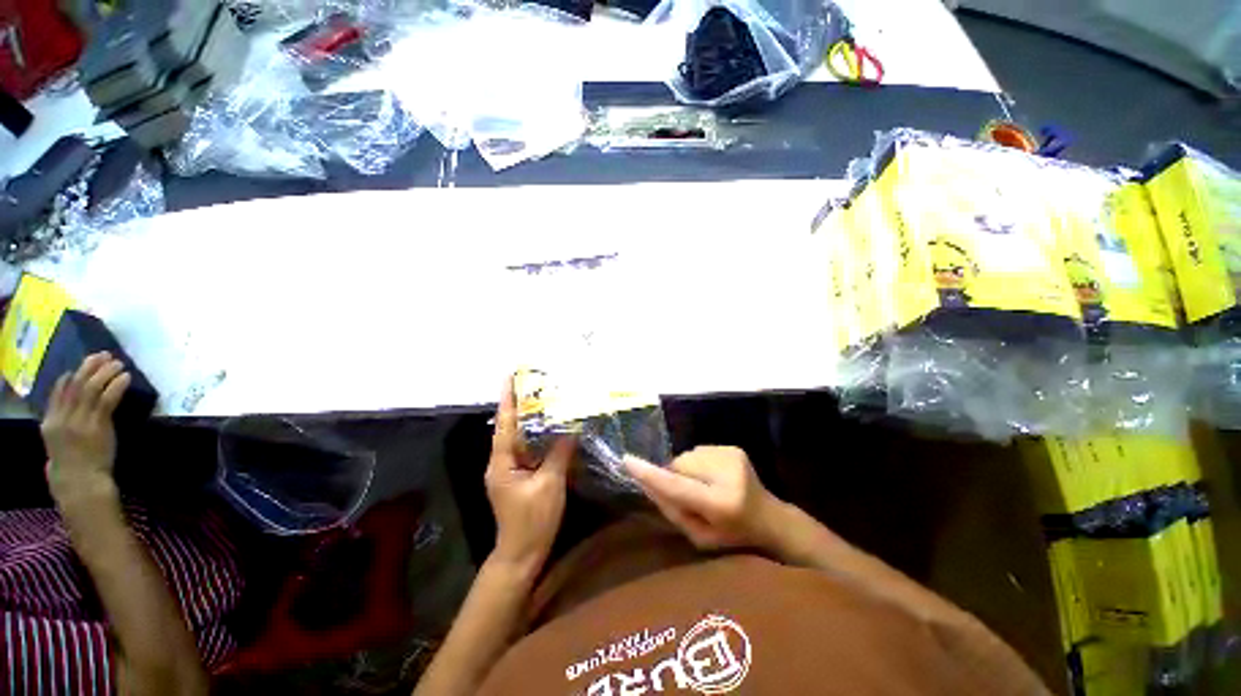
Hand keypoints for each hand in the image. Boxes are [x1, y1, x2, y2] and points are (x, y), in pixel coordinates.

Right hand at [41, 352, 130, 502]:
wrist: (80, 483)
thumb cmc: (71, 467)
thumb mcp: (58, 443)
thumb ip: (62, 425)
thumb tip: (69, 409)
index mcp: (50, 422)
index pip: (58, 391)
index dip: (71, 375)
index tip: (83, 364)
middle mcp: (62, 418)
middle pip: (76, 385)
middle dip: (90, 367)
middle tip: (104, 355)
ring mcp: (80, 421)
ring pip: (92, 388)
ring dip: (105, 372)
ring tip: (118, 363)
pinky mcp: (98, 426)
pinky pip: (108, 399)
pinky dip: (116, 385)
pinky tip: (125, 377)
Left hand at [485, 377, 574, 571]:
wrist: (522, 554)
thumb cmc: (533, 520)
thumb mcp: (549, 484)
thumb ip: (559, 453)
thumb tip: (571, 427)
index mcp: (502, 461)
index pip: (505, 423)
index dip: (508, 398)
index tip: (510, 376)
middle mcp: (501, 461)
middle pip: (511, 427)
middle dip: (520, 403)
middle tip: (534, 382)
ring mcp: (509, 469)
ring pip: (520, 437)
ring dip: (529, 418)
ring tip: (543, 398)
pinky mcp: (519, 476)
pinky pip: (528, 449)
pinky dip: (537, 436)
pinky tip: (550, 427)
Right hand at [624, 446, 780, 550]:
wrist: (769, 517)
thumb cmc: (732, 535)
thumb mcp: (700, 537)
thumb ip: (673, 510)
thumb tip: (648, 483)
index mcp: (721, 504)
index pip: (679, 486)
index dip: (651, 475)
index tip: (628, 461)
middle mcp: (727, 474)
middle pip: (680, 465)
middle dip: (675, 476)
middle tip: (689, 494)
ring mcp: (731, 456)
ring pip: (687, 456)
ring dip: (687, 470)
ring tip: (705, 486)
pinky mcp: (733, 448)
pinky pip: (698, 451)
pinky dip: (698, 464)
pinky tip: (714, 477)